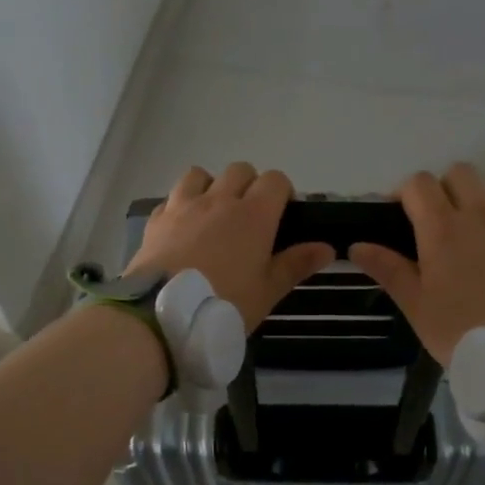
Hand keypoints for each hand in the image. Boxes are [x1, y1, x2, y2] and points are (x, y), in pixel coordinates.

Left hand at [126, 164, 335, 330]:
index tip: (280, 216)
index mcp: (253, 214)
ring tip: (212, 216)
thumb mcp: (267, 291)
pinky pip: (172, 199)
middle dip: (248, 185)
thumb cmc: (225, 303)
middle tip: (248, 218)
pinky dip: (180, 207)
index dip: (281, 192)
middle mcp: (219, 199)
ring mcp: (184, 205)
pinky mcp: (157, 219)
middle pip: (240, 170)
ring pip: (200, 175)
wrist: (163, 314)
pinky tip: (181, 230)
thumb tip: (327, 248)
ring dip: (211, 186)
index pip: (275, 180)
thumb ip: (296, 264)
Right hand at [349, 163, 484, 363]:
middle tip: (435, 223)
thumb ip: (388, 269)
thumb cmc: (462, 327)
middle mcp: (478, 213)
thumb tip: (357, 246)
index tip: (399, 218)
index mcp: (441, 227)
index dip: (404, 194)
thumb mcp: (416, 305)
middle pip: (458, 173)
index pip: (418, 183)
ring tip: (473, 229)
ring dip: (479, 196)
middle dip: (442, 189)